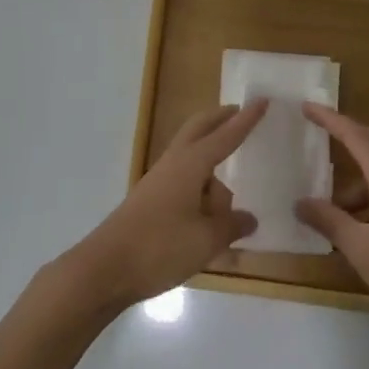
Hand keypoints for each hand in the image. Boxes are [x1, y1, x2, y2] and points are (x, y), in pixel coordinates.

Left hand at [65, 100, 265, 309]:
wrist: (106, 268)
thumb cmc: (160, 247)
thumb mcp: (205, 240)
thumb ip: (231, 226)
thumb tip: (249, 218)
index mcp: (191, 164)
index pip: (225, 136)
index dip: (246, 120)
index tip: (262, 100)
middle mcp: (174, 164)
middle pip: (199, 129)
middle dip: (220, 121)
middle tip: (241, 115)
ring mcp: (159, 181)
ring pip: (192, 161)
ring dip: (213, 173)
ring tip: (231, 212)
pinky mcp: (151, 201)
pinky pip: (184, 185)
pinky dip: (201, 193)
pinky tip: (210, 223)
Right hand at [296, 104, 368, 332]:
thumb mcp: (358, 247)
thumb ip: (328, 221)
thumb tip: (300, 203)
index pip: (356, 135)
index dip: (331, 120)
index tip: (308, 107)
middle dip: (347, 137)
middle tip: (320, 139)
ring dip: (357, 179)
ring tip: (332, 207)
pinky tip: (358, 226)